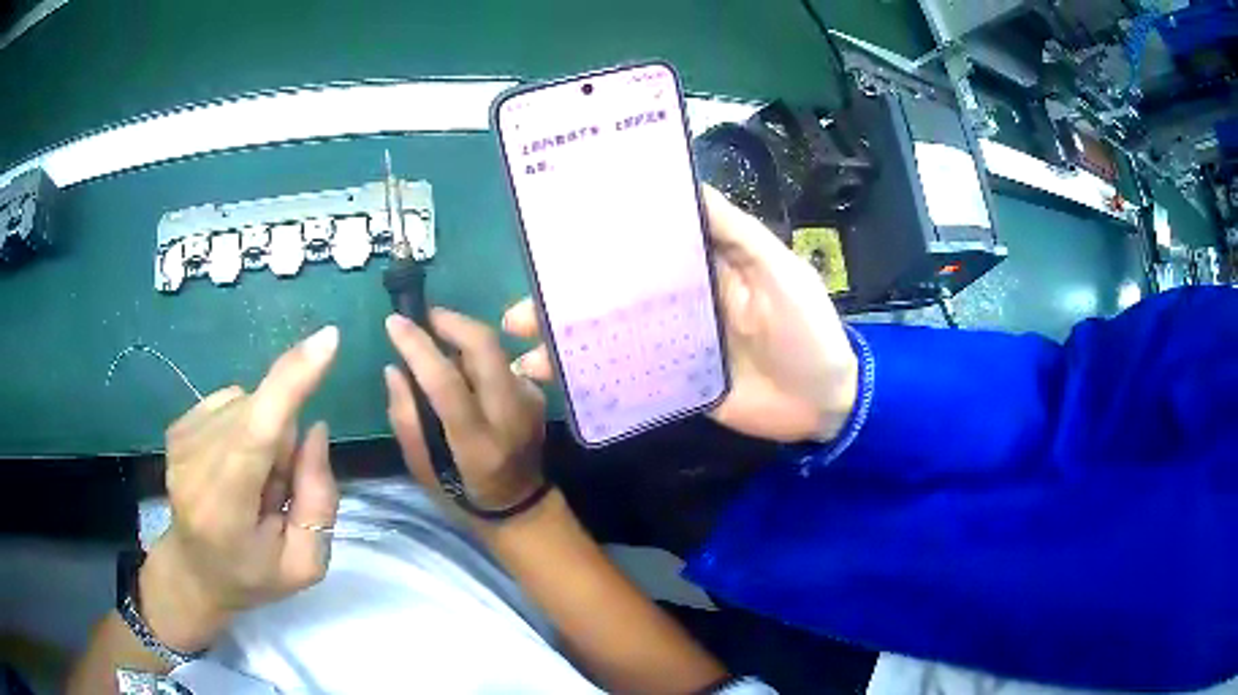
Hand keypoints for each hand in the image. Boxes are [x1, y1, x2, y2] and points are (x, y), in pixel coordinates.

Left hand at [140, 326, 340, 652]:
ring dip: (266, 438)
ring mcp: (182, 438)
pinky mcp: (180, 423)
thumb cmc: (251, 575)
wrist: (193, 570)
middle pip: (263, 415)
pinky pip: (235, 401)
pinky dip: (247, 428)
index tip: (326, 341)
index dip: (290, 383)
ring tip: (253, 484)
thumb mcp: (303, 563)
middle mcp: (195, 463)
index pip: (256, 433)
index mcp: (225, 509)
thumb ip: (318, 501)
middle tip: (276, 493)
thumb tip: (315, 428)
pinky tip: (235, 465)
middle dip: (285, 444)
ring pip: (251, 405)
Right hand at [384, 310, 546, 511]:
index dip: (418, 348)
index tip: (394, 322)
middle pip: (485, 348)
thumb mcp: (421, 468)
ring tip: (437, 343)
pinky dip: (476, 356)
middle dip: (450, 322)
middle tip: (423, 318)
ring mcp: (530, 402)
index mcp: (477, 444)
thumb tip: (394, 368)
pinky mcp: (537, 395)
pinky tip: (462, 369)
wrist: (520, 506)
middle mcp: (510, 417)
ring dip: (462, 337)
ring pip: (495, 349)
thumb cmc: (461, 494)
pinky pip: (501, 361)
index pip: (447, 383)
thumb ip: (405, 418)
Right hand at [503, 185, 857, 442]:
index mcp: (701, 267)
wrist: (827, 402)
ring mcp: (674, 346)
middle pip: (613, 296)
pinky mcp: (676, 384)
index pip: (640, 248)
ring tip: (524, 351)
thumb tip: (687, 184)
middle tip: (520, 310)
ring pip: (611, 338)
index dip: (598, 244)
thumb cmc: (807, 329)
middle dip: (565, 302)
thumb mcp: (777, 269)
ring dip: (567, 342)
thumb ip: (734, 231)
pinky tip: (559, 383)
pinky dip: (594, 379)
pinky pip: (629, 378)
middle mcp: (680, 302)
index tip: (552, 243)